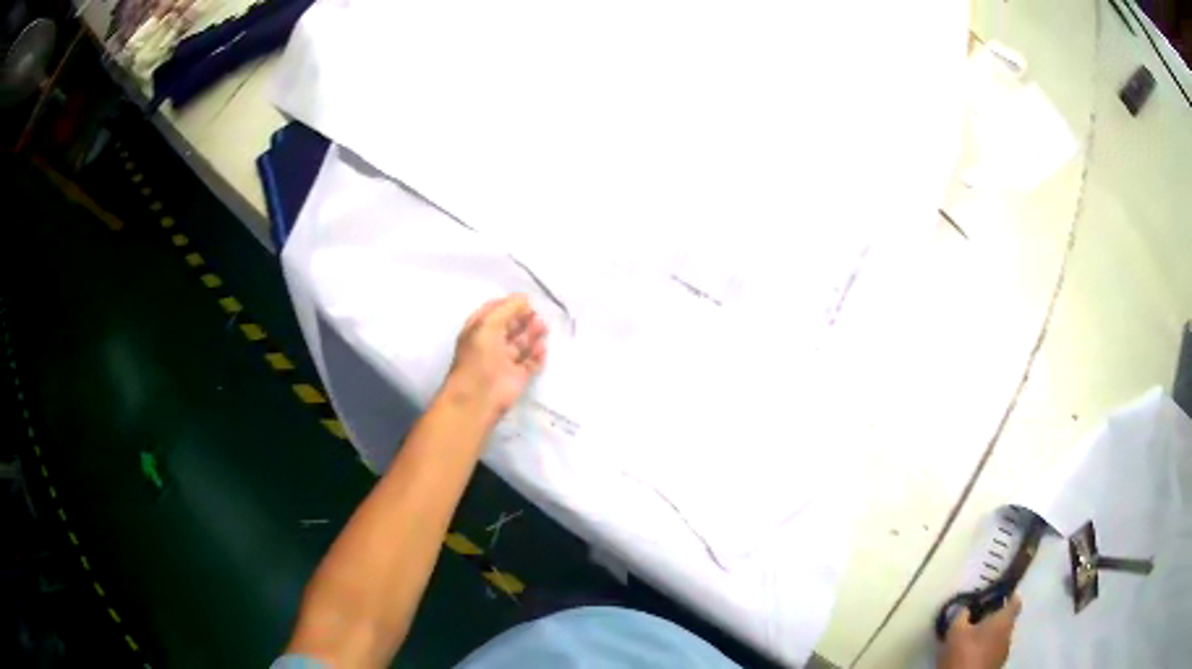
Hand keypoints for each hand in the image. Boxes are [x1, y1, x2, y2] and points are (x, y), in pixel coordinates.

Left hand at [443, 295, 547, 423]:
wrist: (479, 397)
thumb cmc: (478, 357)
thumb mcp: (488, 324)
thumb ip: (507, 309)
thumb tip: (525, 299)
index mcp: (479, 330)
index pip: (495, 311)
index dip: (510, 305)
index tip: (526, 302)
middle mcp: (491, 344)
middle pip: (511, 326)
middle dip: (524, 319)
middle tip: (537, 315)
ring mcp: (505, 361)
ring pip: (522, 343)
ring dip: (532, 334)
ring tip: (543, 328)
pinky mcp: (518, 376)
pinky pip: (531, 362)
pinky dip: (538, 354)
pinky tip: (542, 348)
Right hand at [938, 596, 1020, 668]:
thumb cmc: (964, 654)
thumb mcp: (955, 632)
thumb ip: (961, 616)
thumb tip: (965, 608)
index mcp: (1004, 620)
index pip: (1015, 601)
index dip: (1008, 596)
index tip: (997, 595)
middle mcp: (1009, 634)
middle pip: (1006, 620)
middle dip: (993, 619)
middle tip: (976, 620)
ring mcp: (1004, 652)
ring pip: (999, 637)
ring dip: (989, 636)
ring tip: (971, 640)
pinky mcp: (996, 666)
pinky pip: (993, 652)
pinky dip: (985, 650)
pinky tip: (971, 655)